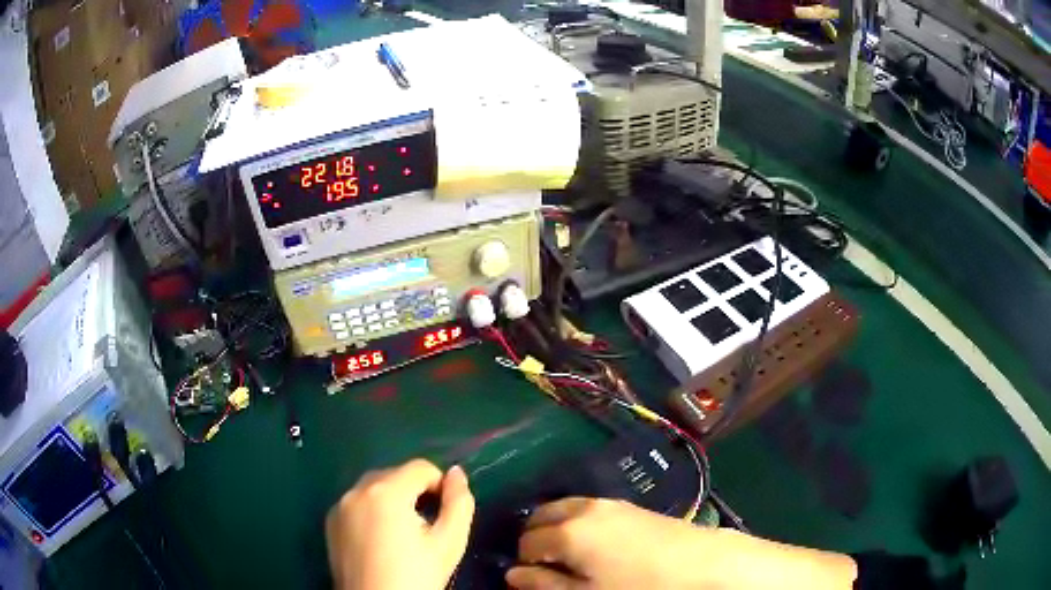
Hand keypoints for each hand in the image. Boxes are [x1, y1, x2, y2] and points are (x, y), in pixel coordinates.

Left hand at [325, 459, 474, 589]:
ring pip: (373, 489)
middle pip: (395, 475)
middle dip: (414, 494)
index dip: (440, 487)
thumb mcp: (449, 542)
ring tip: (402, 537)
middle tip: (425, 529)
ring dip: (392, 501)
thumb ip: (459, 503)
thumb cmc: (416, 576)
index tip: (443, 515)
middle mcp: (356, 490)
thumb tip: (457, 474)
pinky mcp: (330, 523)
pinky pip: (357, 505)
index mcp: (386, 491)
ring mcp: (339, 506)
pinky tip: (380, 542)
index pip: (421, 468)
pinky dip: (371, 513)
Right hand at [507, 498, 855, 589]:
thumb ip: (545, 584)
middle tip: (546, 566)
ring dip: (556, 528)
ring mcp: (609, 503)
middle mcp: (584, 508)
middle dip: (535, 539)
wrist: (702, 565)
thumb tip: (514, 575)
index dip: (523, 562)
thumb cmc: (639, 587)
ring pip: (565, 508)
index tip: (532, 578)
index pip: (526, 542)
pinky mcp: (630, 505)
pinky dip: (578, 522)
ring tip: (569, 557)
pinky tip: (594, 545)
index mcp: (568, 531)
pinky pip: (588, 509)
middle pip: (541, 516)